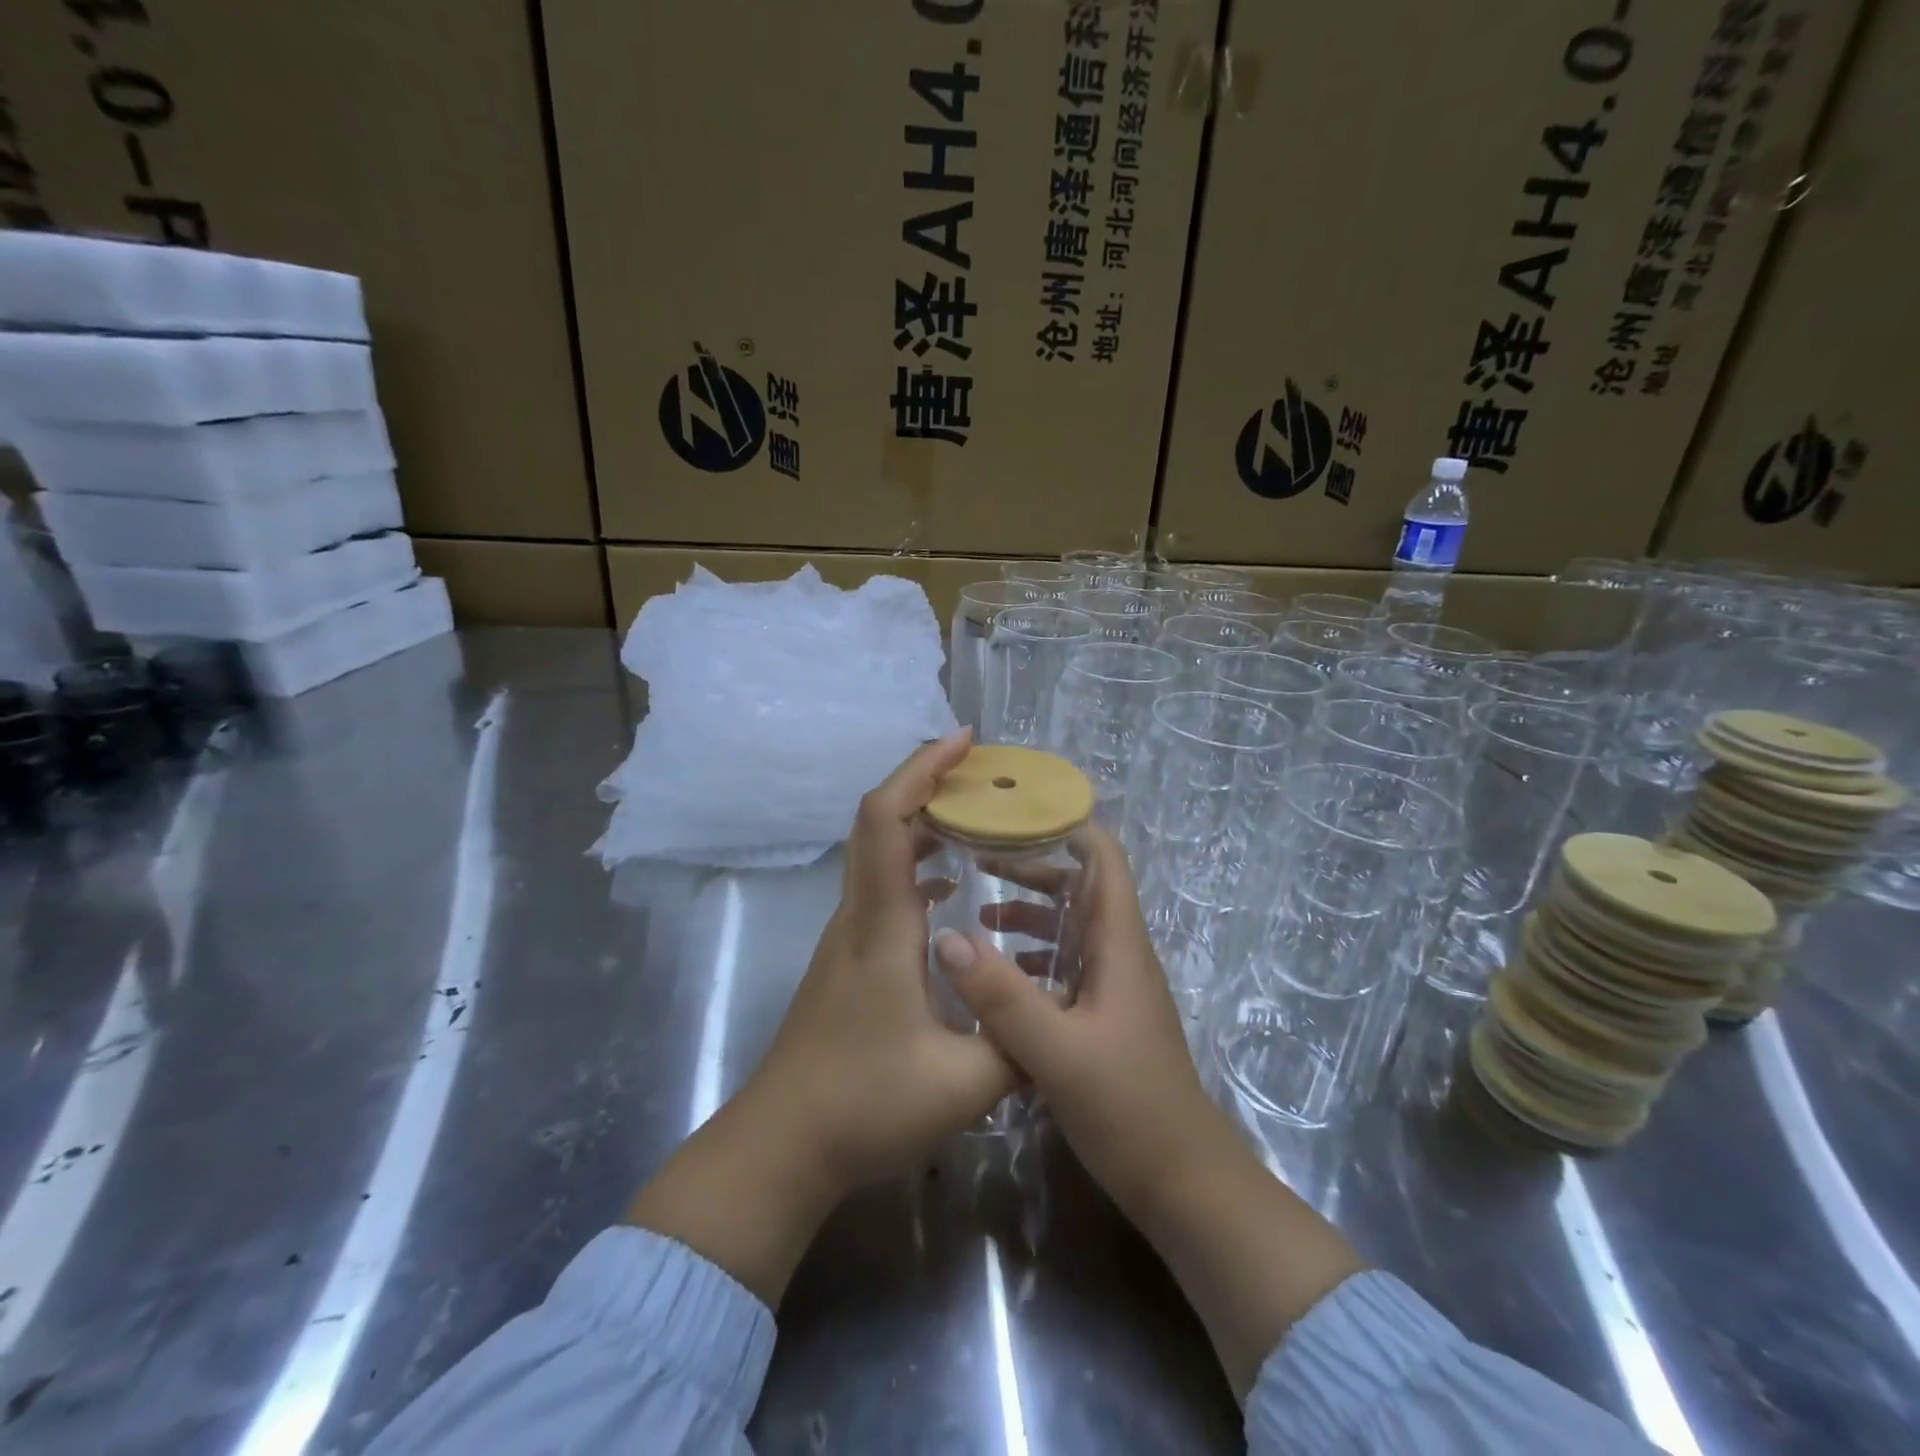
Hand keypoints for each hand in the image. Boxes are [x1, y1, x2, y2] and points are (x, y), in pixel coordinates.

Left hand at [628, 730, 1018, 1306]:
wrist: (781, 1146)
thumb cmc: (864, 1106)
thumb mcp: (965, 1083)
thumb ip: (1020, 1044)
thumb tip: (1062, 1014)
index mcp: (882, 925)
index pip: (887, 820)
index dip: (922, 770)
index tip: (964, 742)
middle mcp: (858, 916)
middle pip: (877, 822)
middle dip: (926, 782)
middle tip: (982, 777)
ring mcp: (846, 937)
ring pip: (876, 854)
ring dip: (920, 824)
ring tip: (975, 821)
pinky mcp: (846, 959)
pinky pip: (880, 888)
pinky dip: (913, 866)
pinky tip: (949, 891)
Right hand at [931, 823, 1221, 1219]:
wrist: (1183, 1184)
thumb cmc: (1129, 1108)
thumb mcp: (1056, 1051)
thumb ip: (1001, 995)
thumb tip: (947, 937)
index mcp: (1119, 945)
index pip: (1103, 860)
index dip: (1068, 825)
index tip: (1015, 811)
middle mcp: (1119, 954)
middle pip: (1080, 887)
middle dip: (1033, 865)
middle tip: (977, 857)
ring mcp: (1113, 987)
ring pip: (1070, 927)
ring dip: (1029, 912)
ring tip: (976, 912)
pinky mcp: (1104, 1017)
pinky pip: (1066, 965)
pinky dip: (1032, 956)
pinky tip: (996, 973)